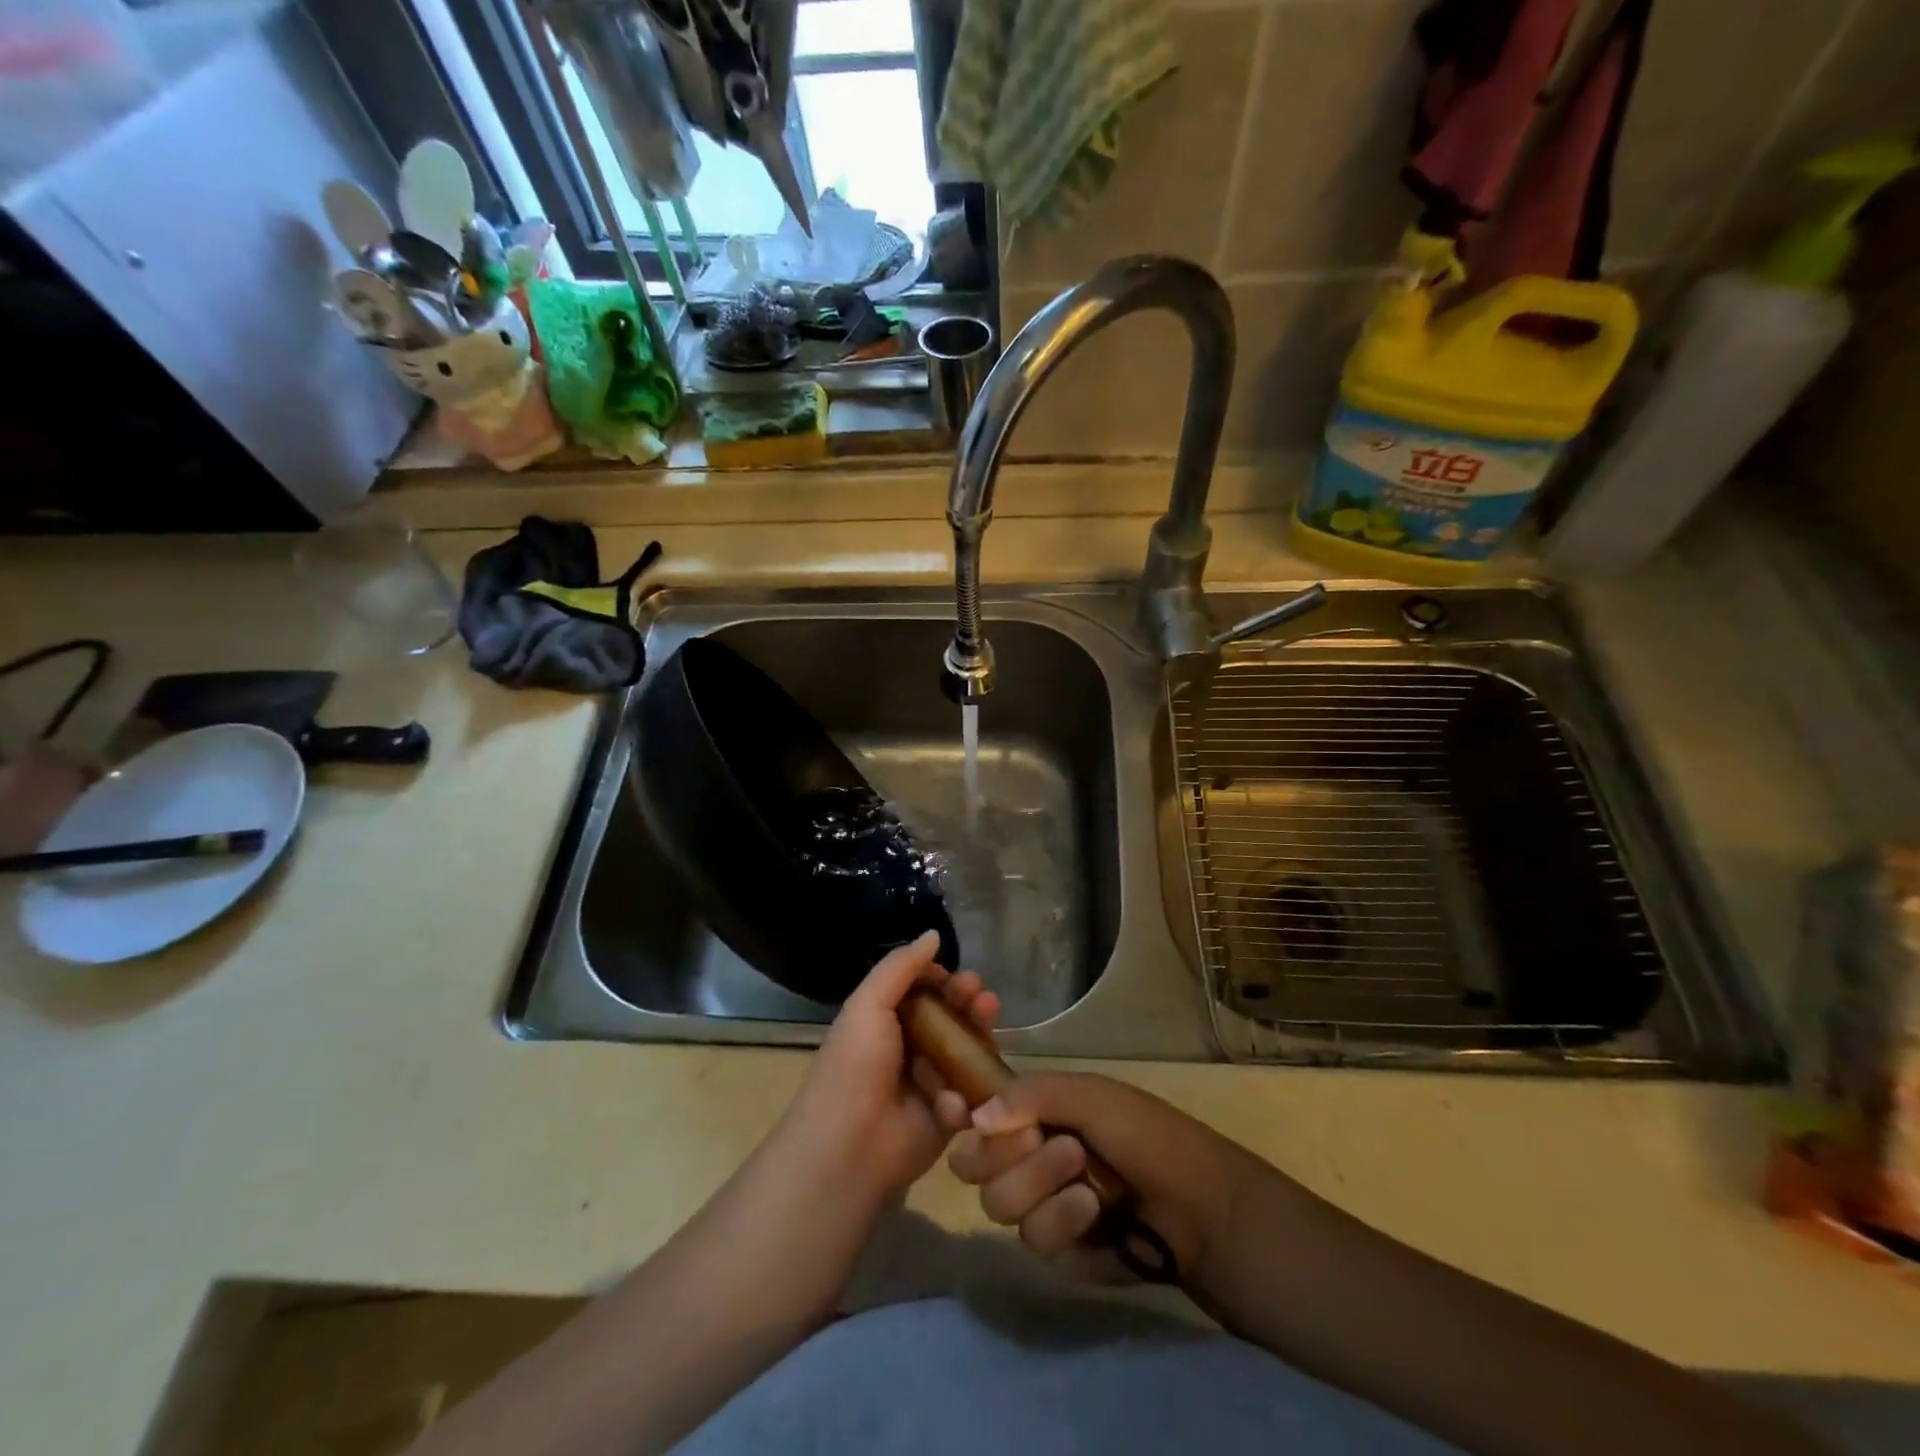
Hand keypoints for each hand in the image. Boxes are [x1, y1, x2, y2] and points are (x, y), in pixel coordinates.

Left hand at [777, 930, 999, 1210]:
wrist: (849, 1146)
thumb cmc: (854, 1066)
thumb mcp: (869, 1004)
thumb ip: (901, 967)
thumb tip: (934, 934)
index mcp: (886, 1022)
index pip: (924, 992)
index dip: (943, 981)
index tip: (957, 976)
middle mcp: (910, 1048)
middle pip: (951, 1017)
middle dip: (968, 1002)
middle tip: (980, 995)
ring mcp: (931, 1082)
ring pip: (967, 1051)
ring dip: (979, 1033)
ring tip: (988, 1016)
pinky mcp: (948, 1117)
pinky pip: (969, 1094)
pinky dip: (965, 1089)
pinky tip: (953, 1093)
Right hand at [948, 1072, 1256, 1284]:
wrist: (1201, 1208)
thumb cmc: (1147, 1135)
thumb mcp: (1092, 1096)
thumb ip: (1030, 1097)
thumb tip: (975, 1118)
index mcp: (1034, 1112)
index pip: (975, 1114)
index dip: (962, 1116)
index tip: (961, 1112)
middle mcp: (1028, 1155)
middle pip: (973, 1164)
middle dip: (1005, 1154)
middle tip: (1045, 1141)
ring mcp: (1041, 1204)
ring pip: (998, 1202)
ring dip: (1038, 1184)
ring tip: (1084, 1177)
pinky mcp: (1058, 1250)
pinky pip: (1032, 1238)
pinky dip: (1059, 1220)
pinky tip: (1093, 1212)